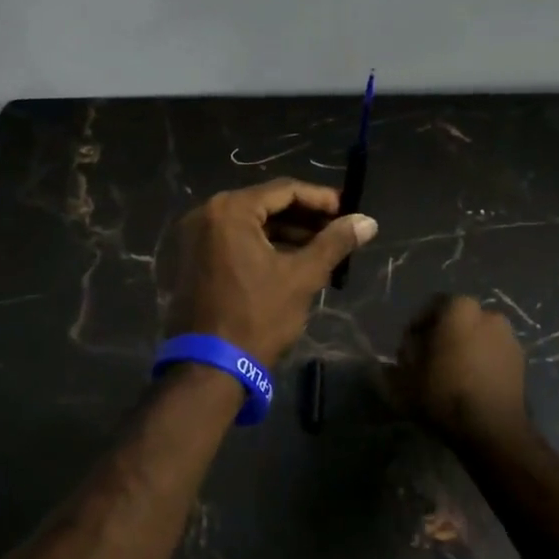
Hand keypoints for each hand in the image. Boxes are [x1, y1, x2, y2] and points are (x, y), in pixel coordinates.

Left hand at [164, 179, 377, 366]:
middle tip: (337, 229)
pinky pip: (233, 240)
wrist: (209, 368)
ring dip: (285, 232)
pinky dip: (262, 245)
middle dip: (303, 217)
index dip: (320, 198)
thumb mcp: (301, 277)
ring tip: (321, 246)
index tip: (348, 210)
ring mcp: (193, 236)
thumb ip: (334, 243)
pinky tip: (290, 259)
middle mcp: (206, 213)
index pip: (284, 190)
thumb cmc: (257, 316)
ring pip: (249, 223)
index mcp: (230, 209)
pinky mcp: (191, 258)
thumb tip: (367, 221)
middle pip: (264, 204)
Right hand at [397, 295, 531, 448]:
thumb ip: (405, 352)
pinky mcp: (522, 363)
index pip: (432, 306)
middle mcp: (489, 314)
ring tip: (452, 374)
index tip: (409, 348)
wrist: (492, 430)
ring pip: (478, 337)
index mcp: (460, 308)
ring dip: (465, 349)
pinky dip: (482, 363)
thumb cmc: (444, 392)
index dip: (418, 327)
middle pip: (458, 320)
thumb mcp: (406, 372)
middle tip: (429, 360)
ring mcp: (509, 338)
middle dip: (444, 336)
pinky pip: (493, 355)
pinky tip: (471, 385)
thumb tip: (410, 346)